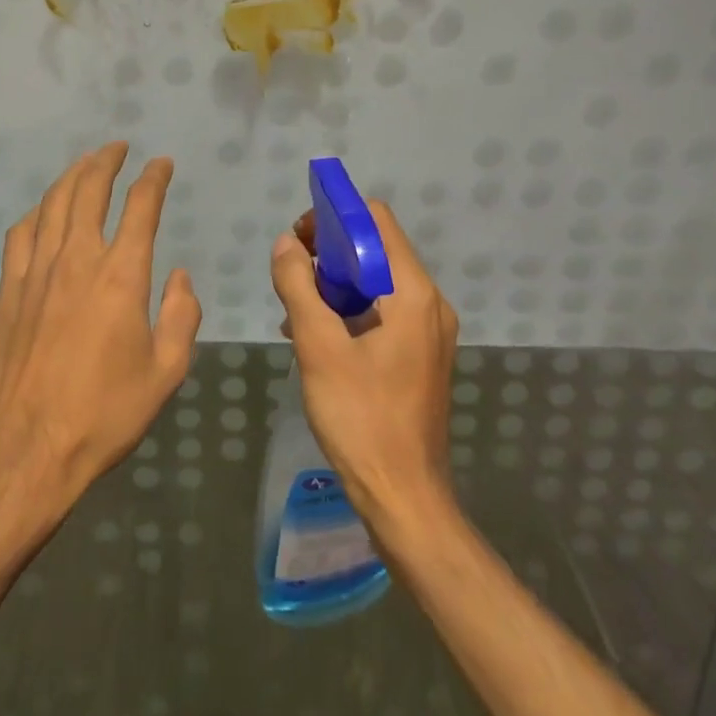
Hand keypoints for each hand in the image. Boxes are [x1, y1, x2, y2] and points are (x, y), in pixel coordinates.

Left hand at [0, 142, 201, 523]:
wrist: (27, 447)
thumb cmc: (104, 414)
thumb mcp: (165, 372)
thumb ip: (181, 316)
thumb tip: (179, 276)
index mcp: (121, 276)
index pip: (141, 207)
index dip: (153, 179)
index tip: (161, 164)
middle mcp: (78, 259)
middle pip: (89, 190)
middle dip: (106, 161)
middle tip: (118, 147)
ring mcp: (37, 271)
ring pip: (54, 203)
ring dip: (72, 175)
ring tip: (86, 162)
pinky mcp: (10, 289)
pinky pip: (22, 233)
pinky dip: (37, 211)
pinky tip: (43, 209)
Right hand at [270, 202, 457, 535]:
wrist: (404, 499)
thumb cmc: (361, 418)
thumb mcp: (318, 347)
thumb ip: (298, 287)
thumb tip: (285, 244)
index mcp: (413, 294)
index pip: (376, 221)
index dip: (335, 216)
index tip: (299, 237)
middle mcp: (430, 303)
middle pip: (377, 249)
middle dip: (330, 252)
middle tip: (291, 272)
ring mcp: (428, 331)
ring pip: (377, 282)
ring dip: (335, 283)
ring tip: (295, 307)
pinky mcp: (420, 355)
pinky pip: (382, 312)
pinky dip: (348, 310)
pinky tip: (312, 334)